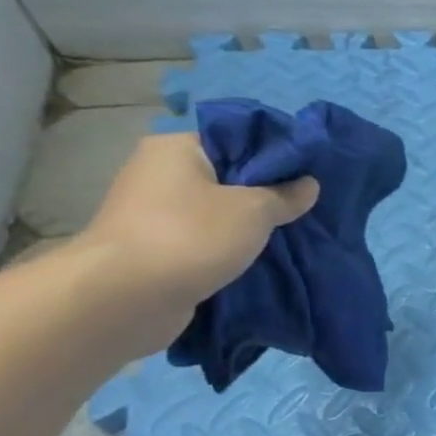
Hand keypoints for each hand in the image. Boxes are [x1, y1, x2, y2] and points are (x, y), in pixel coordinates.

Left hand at [68, 133, 319, 352]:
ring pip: (216, 211)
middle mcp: (158, 172)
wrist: (127, 296)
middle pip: (226, 176)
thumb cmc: (192, 235)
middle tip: (304, 208)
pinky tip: (256, 258)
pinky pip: (204, 239)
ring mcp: (152, 212)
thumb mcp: (254, 210)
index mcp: (176, 148)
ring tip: (287, 235)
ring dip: (247, 225)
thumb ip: (285, 195)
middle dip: (264, 194)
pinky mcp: (154, 247)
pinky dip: (228, 247)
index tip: (308, 175)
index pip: (235, 140)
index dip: (274, 155)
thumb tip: (309, 184)